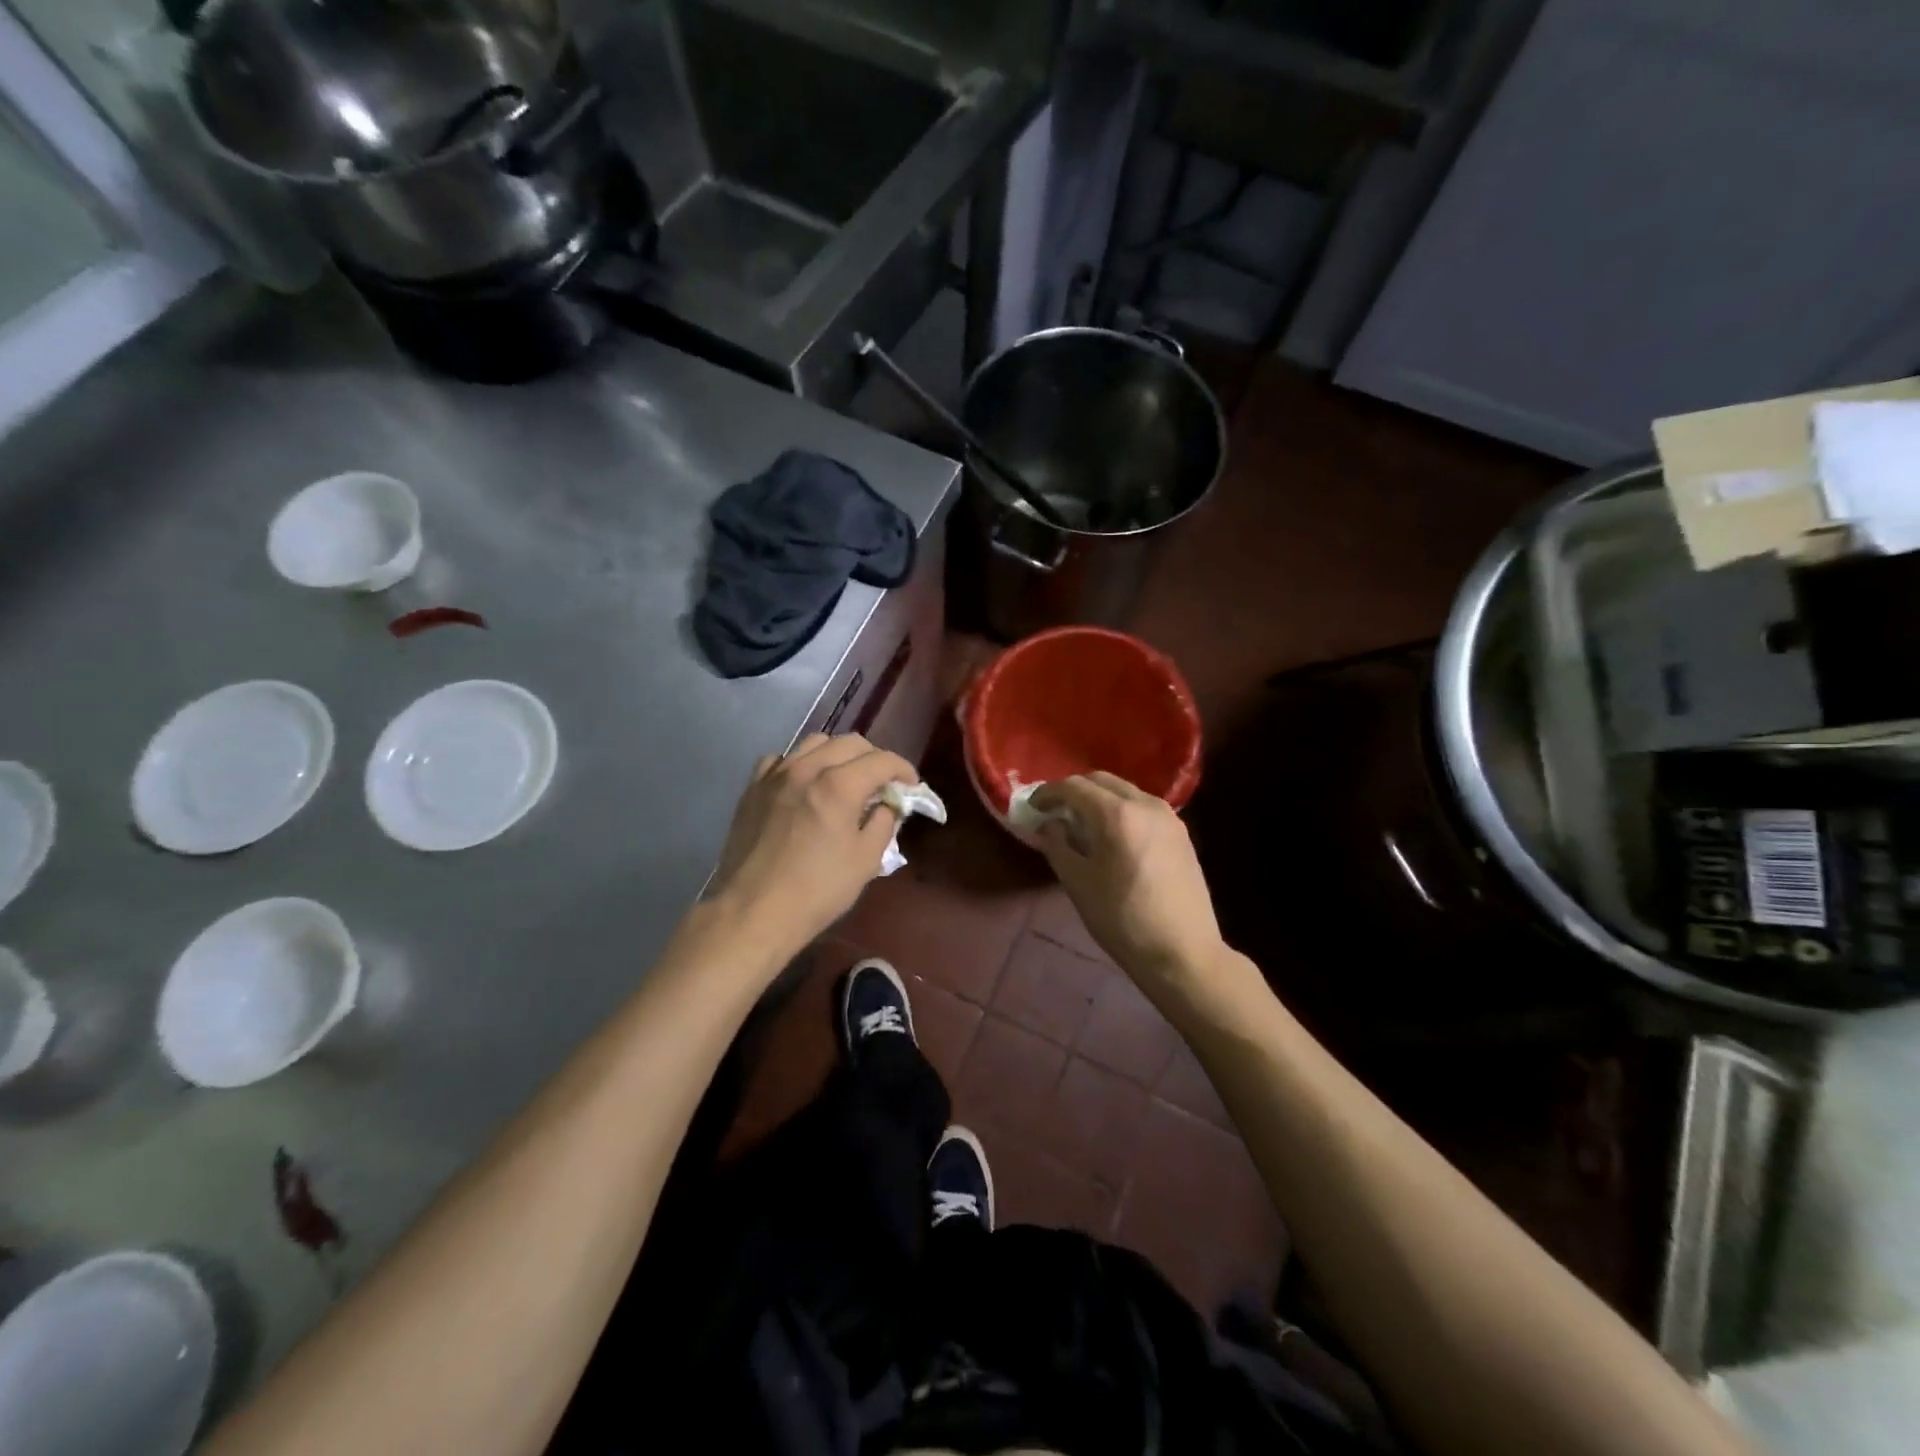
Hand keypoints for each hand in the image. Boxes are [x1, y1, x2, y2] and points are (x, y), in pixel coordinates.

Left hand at [709, 733, 917, 951]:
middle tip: (881, 783)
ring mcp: (775, 775)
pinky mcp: (753, 788)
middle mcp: (807, 768)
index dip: (903, 769)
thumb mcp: (866, 860)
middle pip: (850, 743)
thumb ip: (884, 822)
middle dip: (873, 758)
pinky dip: (799, 764)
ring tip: (844, 779)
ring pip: (814, 743)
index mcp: (839, 785)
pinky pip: (781, 760)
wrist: (753, 911)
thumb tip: (886, 804)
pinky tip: (803, 785)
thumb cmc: (817, 890)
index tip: (911, 786)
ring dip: (837, 754)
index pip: (882, 760)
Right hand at [1031, 773, 1227, 991]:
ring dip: (1099, 799)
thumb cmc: (1122, 920)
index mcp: (1117, 814)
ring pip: (1125, 791)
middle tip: (1055, 812)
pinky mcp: (1180, 833)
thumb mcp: (1077, 883)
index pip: (1074, 786)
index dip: (1049, 793)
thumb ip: (1057, 845)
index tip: (1033, 807)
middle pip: (1102, 781)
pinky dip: (1120, 810)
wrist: (1182, 953)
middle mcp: (1146, 804)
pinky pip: (1143, 807)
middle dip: (1074, 791)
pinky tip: (1112, 836)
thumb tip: (1049, 824)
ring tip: (1082, 824)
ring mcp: (1168, 817)